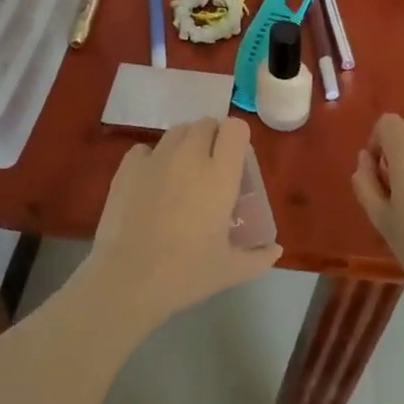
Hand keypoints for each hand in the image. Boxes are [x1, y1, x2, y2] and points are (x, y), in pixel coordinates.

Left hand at [86, 117, 281, 331]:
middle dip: (211, 138)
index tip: (235, 160)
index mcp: (220, 174)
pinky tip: (150, 182)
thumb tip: (276, 250)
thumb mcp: (230, 270)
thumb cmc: (186, 273)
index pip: (235, 128)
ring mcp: (156, 158)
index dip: (236, 138)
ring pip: (176, 132)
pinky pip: (145, 148)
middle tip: (209, 167)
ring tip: (180, 172)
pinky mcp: (128, 167)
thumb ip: (258, 257)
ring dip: (184, 144)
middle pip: (205, 124)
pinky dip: (151, 158)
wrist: (128, 279)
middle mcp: (190, 156)